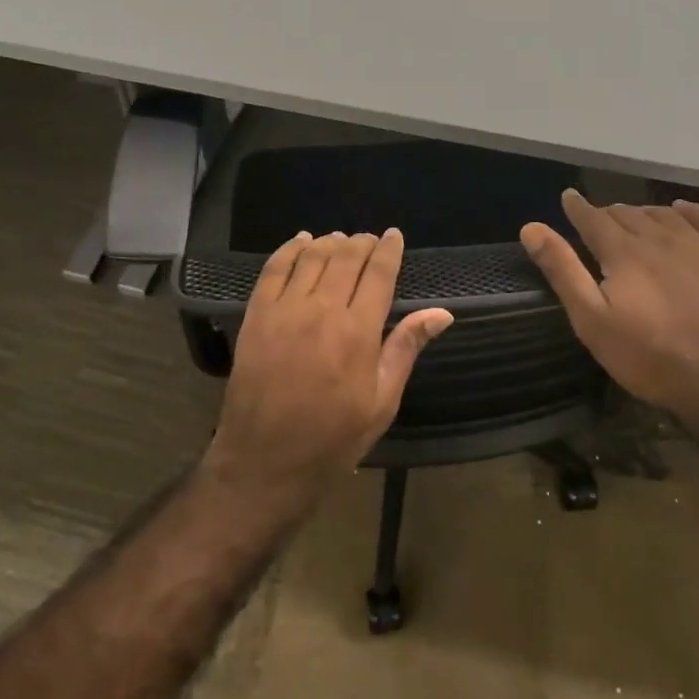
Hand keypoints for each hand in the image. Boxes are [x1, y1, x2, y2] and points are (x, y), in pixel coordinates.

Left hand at [204, 229, 453, 516]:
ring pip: (311, 257)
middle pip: (346, 258)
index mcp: (358, 332)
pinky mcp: (256, 316)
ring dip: (330, 242)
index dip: (389, 250)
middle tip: (371, 240)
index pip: (379, 274)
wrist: (265, 462)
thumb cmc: (333, 439)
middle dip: (362, 243)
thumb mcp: (381, 401)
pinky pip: (273, 269)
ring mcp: (284, 310)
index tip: (395, 236)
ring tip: (341, 240)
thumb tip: (442, 313)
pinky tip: (301, 242)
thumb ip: (406, 348)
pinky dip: (289, 249)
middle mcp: (322, 310)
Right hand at [521, 190, 698, 422]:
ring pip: (662, 214)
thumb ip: (563, 270)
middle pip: (627, 214)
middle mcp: (659, 238)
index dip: (577, 207)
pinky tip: (679, 210)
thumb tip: (531, 228)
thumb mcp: (592, 320)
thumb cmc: (648, 356)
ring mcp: (698, 246)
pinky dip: (688, 210)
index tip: (568, 197)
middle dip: (607, 213)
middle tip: (595, 221)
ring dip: (641, 213)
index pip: (593, 218)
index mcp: (623, 252)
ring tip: (630, 219)